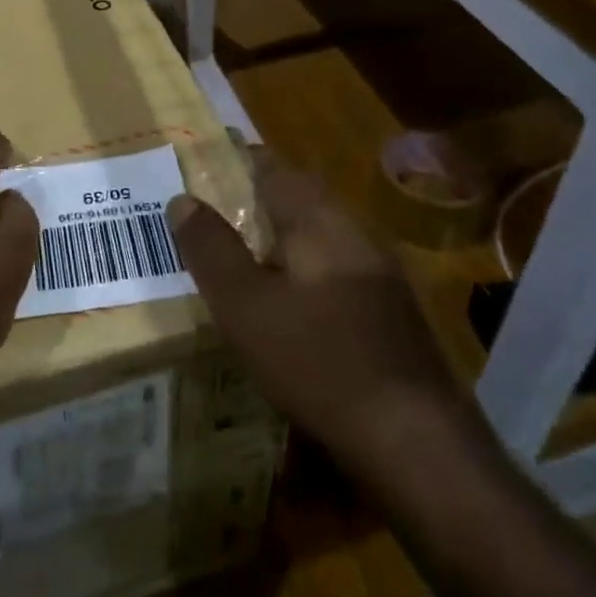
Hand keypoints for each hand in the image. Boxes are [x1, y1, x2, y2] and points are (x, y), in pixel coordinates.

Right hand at [169, 149, 475, 474]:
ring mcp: (379, 268)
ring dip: (282, 232)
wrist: (413, 437)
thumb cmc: (317, 360)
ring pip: (320, 231)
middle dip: (257, 196)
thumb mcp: (245, 306)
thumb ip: (211, 250)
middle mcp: (354, 230)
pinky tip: (291, 298)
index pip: (273, 166)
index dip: (237, 160)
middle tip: (215, 211)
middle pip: (300, 196)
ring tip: (244, 251)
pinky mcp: (390, 306)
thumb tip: (182, 200)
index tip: (204, 164)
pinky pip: (336, 263)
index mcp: (318, 219)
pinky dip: (305, 265)